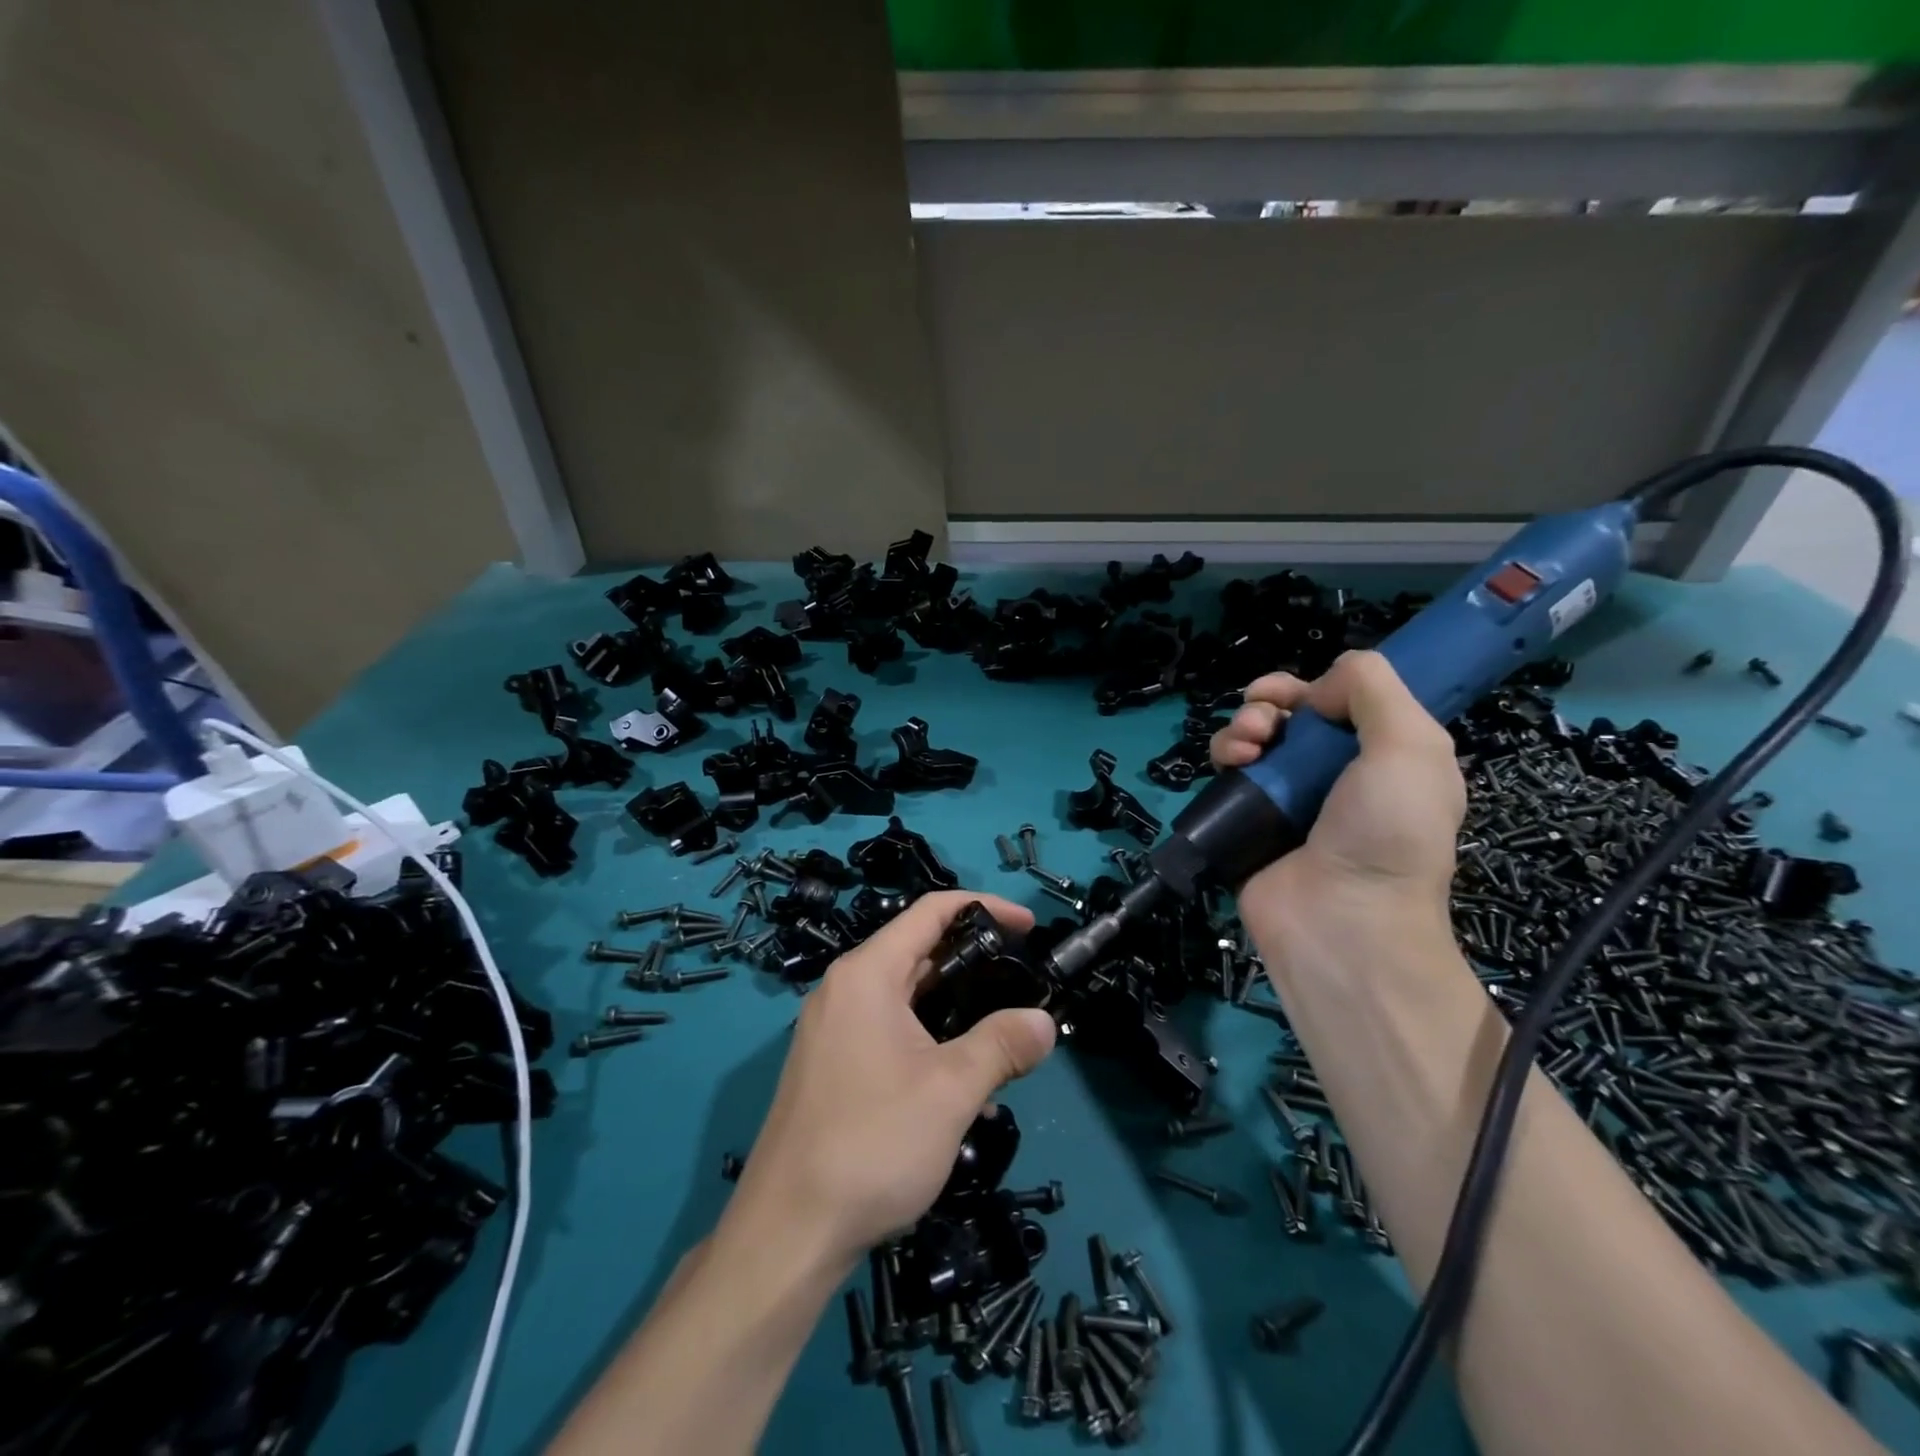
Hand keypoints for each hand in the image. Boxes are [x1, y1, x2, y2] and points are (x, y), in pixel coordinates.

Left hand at [731, 891, 1056, 1266]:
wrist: (787, 1233)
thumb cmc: (872, 1143)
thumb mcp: (950, 1090)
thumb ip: (1002, 1045)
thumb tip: (1044, 1021)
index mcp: (866, 974)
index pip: (930, 912)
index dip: (983, 908)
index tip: (1028, 926)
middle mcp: (845, 990)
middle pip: (918, 952)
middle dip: (974, 963)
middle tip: (1023, 984)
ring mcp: (833, 1030)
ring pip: (906, 998)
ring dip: (956, 1010)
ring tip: (1002, 1040)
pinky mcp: (832, 1067)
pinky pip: (890, 1032)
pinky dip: (930, 1040)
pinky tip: (961, 1086)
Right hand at [1212, 651, 1464, 947]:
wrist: (1341, 920)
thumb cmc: (1387, 832)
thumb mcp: (1411, 747)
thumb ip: (1374, 689)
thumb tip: (1318, 688)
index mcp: (1384, 756)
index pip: (1345, 701)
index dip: (1320, 686)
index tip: (1308, 696)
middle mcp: (1334, 772)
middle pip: (1293, 712)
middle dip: (1273, 699)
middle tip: (1266, 713)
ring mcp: (1286, 796)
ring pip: (1255, 735)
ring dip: (1245, 723)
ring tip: (1248, 743)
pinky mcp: (1245, 817)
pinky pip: (1227, 769)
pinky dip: (1225, 753)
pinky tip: (1232, 762)